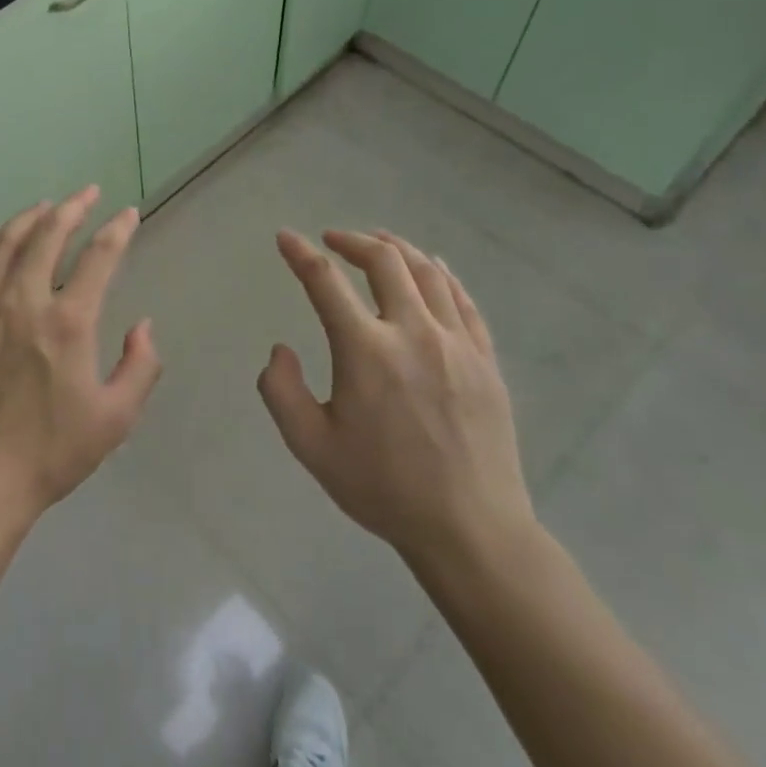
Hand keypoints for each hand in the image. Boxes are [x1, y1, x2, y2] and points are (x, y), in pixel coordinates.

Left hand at [0, 187, 162, 533]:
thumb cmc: (48, 454)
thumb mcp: (114, 419)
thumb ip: (140, 367)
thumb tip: (143, 326)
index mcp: (67, 321)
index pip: (99, 256)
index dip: (117, 230)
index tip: (127, 214)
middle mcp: (21, 299)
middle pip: (48, 234)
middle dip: (72, 207)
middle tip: (86, 193)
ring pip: (5, 242)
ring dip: (29, 218)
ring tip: (46, 208)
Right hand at [259, 229, 534, 576]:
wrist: (470, 529)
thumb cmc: (382, 488)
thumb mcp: (311, 447)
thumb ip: (281, 391)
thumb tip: (280, 349)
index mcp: (366, 351)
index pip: (325, 282)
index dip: (300, 254)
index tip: (285, 237)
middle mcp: (413, 333)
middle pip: (384, 261)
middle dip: (352, 240)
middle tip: (331, 239)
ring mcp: (456, 343)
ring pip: (427, 272)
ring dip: (397, 248)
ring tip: (378, 241)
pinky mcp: (485, 360)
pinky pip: (463, 300)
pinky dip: (442, 274)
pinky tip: (432, 267)